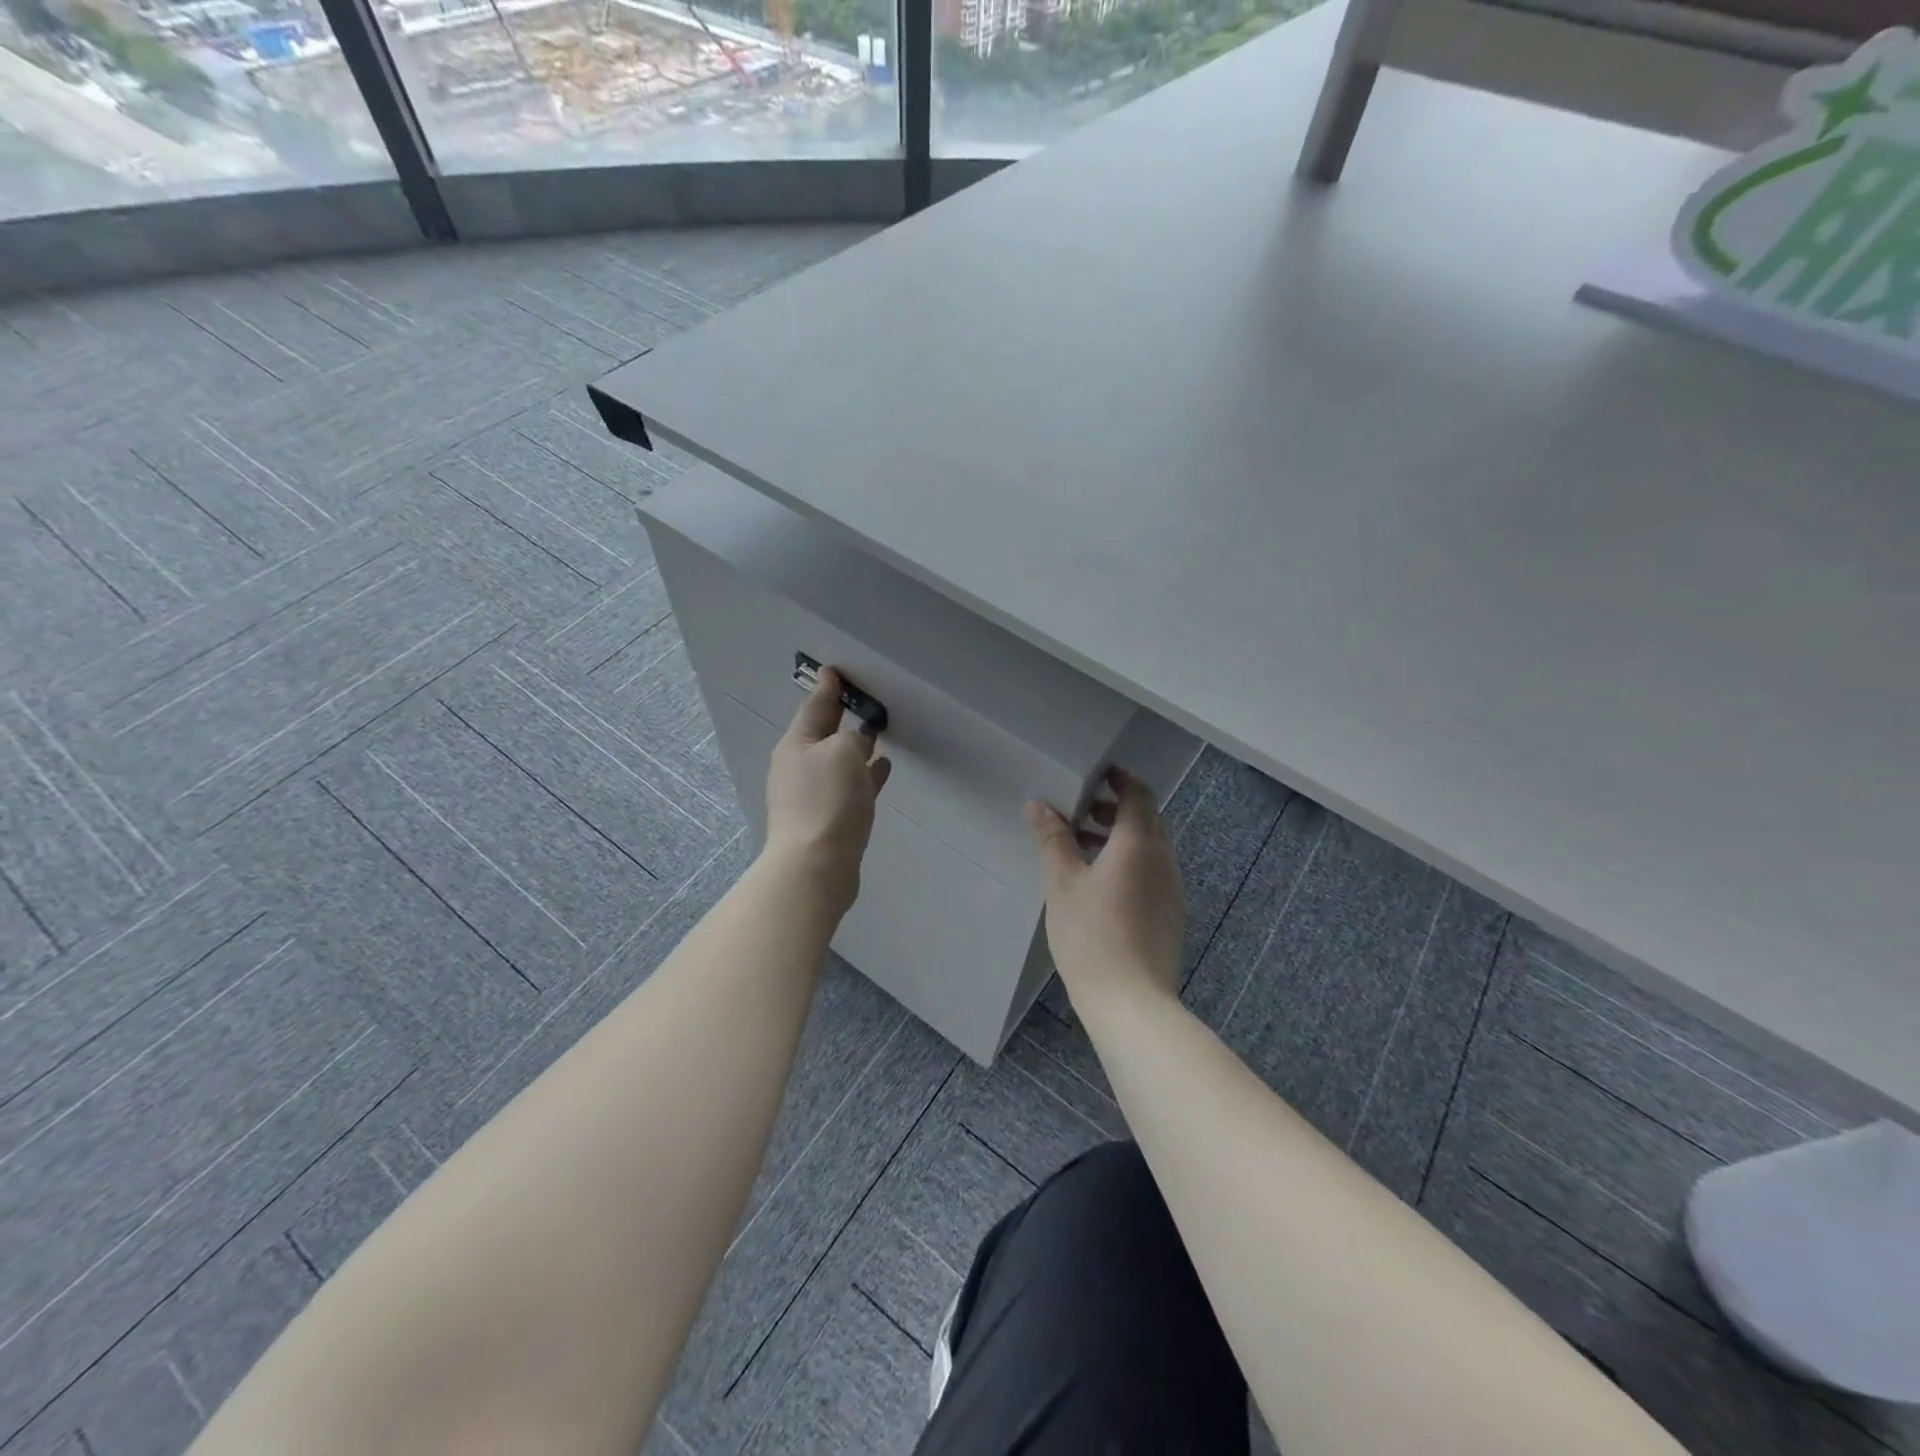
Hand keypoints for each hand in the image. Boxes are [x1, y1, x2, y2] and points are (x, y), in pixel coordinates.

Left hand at [765, 667, 891, 917]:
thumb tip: (856, 742)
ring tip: (878, 733)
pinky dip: (865, 774)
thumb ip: (852, 738)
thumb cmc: (827, 800)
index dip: (827, 688)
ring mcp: (813, 795)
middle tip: (860, 698)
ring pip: (839, 761)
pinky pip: (850, 786)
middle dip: (841, 717)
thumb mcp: (843, 753)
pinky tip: (883, 767)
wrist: (816, 866)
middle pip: (824, 734)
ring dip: (857, 747)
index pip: (814, 707)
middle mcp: (800, 768)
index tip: (834, 671)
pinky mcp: (829, 819)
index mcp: (797, 745)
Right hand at [1027, 767, 1185, 1009]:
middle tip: (1079, 811)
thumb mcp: (1062, 882)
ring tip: (1081, 848)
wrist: (1130, 1001)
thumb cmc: (1091, 934)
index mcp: (1139, 844)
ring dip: (1120, 838)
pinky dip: (1129, 863)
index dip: (1120, 780)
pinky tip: (1100, 885)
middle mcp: (1164, 860)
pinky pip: (1152, 873)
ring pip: (1149, 848)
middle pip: (1146, 819)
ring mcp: (1172, 889)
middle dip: (1115, 809)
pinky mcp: (1171, 915)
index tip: (1096, 775)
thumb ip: (1053, 839)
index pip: (1139, 795)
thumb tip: (1039, 805)